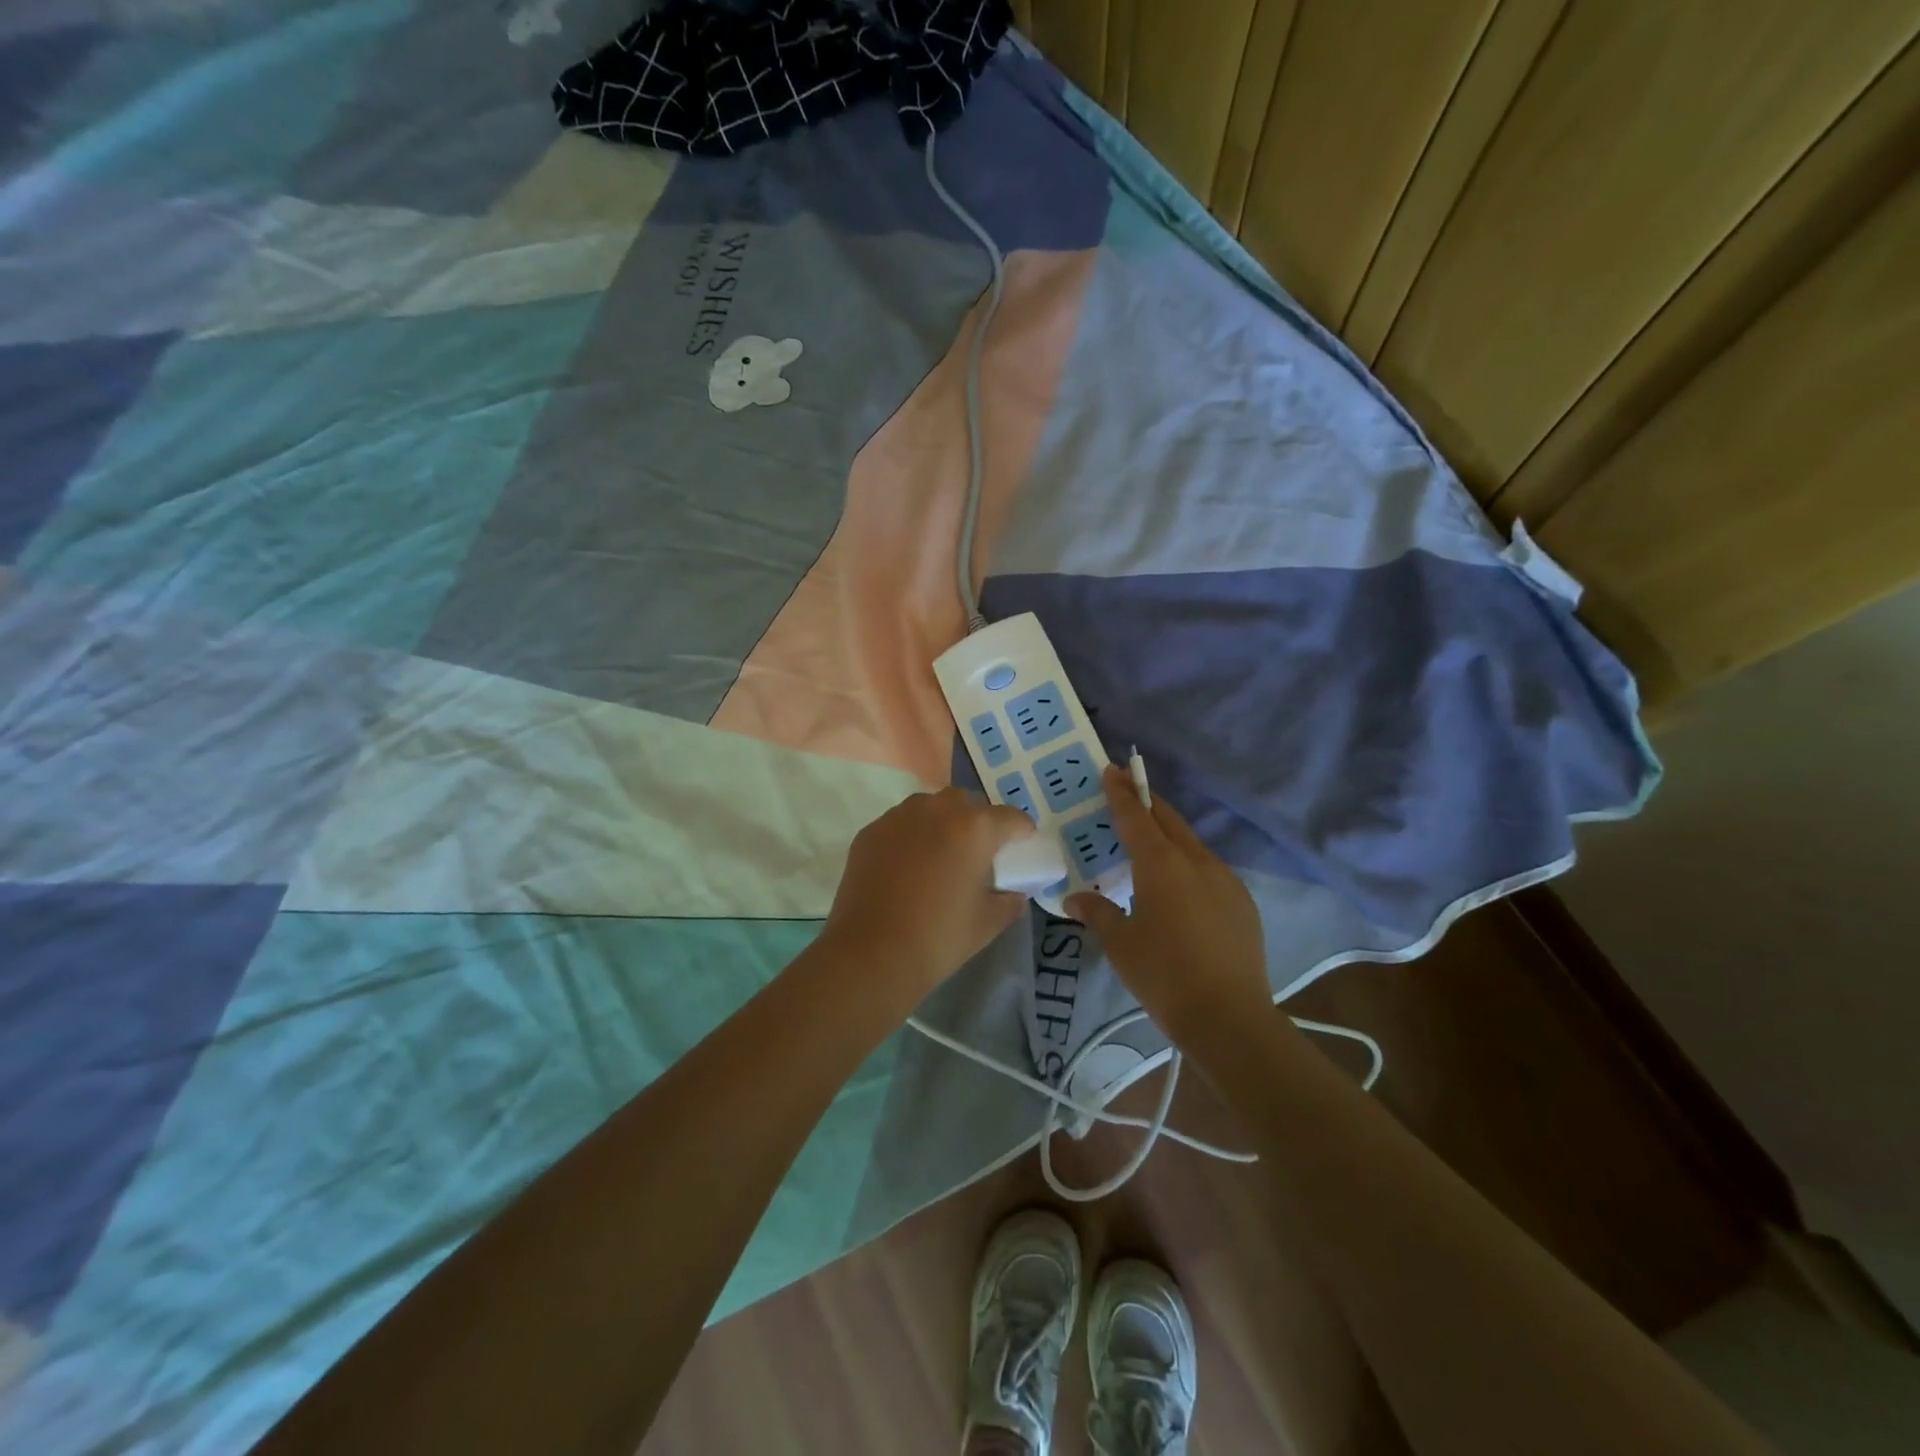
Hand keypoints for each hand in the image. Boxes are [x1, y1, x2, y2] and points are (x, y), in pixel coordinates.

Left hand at [821, 788, 1036, 1007]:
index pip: (1012, 818)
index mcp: (975, 828)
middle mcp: (937, 809)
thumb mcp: (987, 923)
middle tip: (978, 855)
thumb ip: (1009, 901)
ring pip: (931, 808)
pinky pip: (901, 824)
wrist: (870, 954)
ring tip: (940, 858)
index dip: (1021, 834)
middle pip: (969, 804)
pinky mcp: (871, 831)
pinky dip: (911, 837)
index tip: (1020, 850)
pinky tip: (907, 869)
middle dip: (978, 823)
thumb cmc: (938, 938)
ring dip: (942, 824)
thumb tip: (1013, 893)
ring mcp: (899, 817)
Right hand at [1066, 766, 1272, 1039]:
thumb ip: (1098, 913)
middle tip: (1127, 791)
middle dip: (1147, 802)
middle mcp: (1196, 862)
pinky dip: (1189, 864)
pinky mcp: (1243, 902)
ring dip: (1169, 834)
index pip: (1136, 817)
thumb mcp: (1121, 944)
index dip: (1121, 793)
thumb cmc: (1164, 976)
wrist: (1230, 1018)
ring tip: (1150, 843)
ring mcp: (1225, 880)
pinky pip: (1210, 869)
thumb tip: (1073, 899)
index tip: (1112, 769)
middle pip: (1168, 820)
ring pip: (1192, 843)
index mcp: (1161, 865)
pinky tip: (1181, 887)